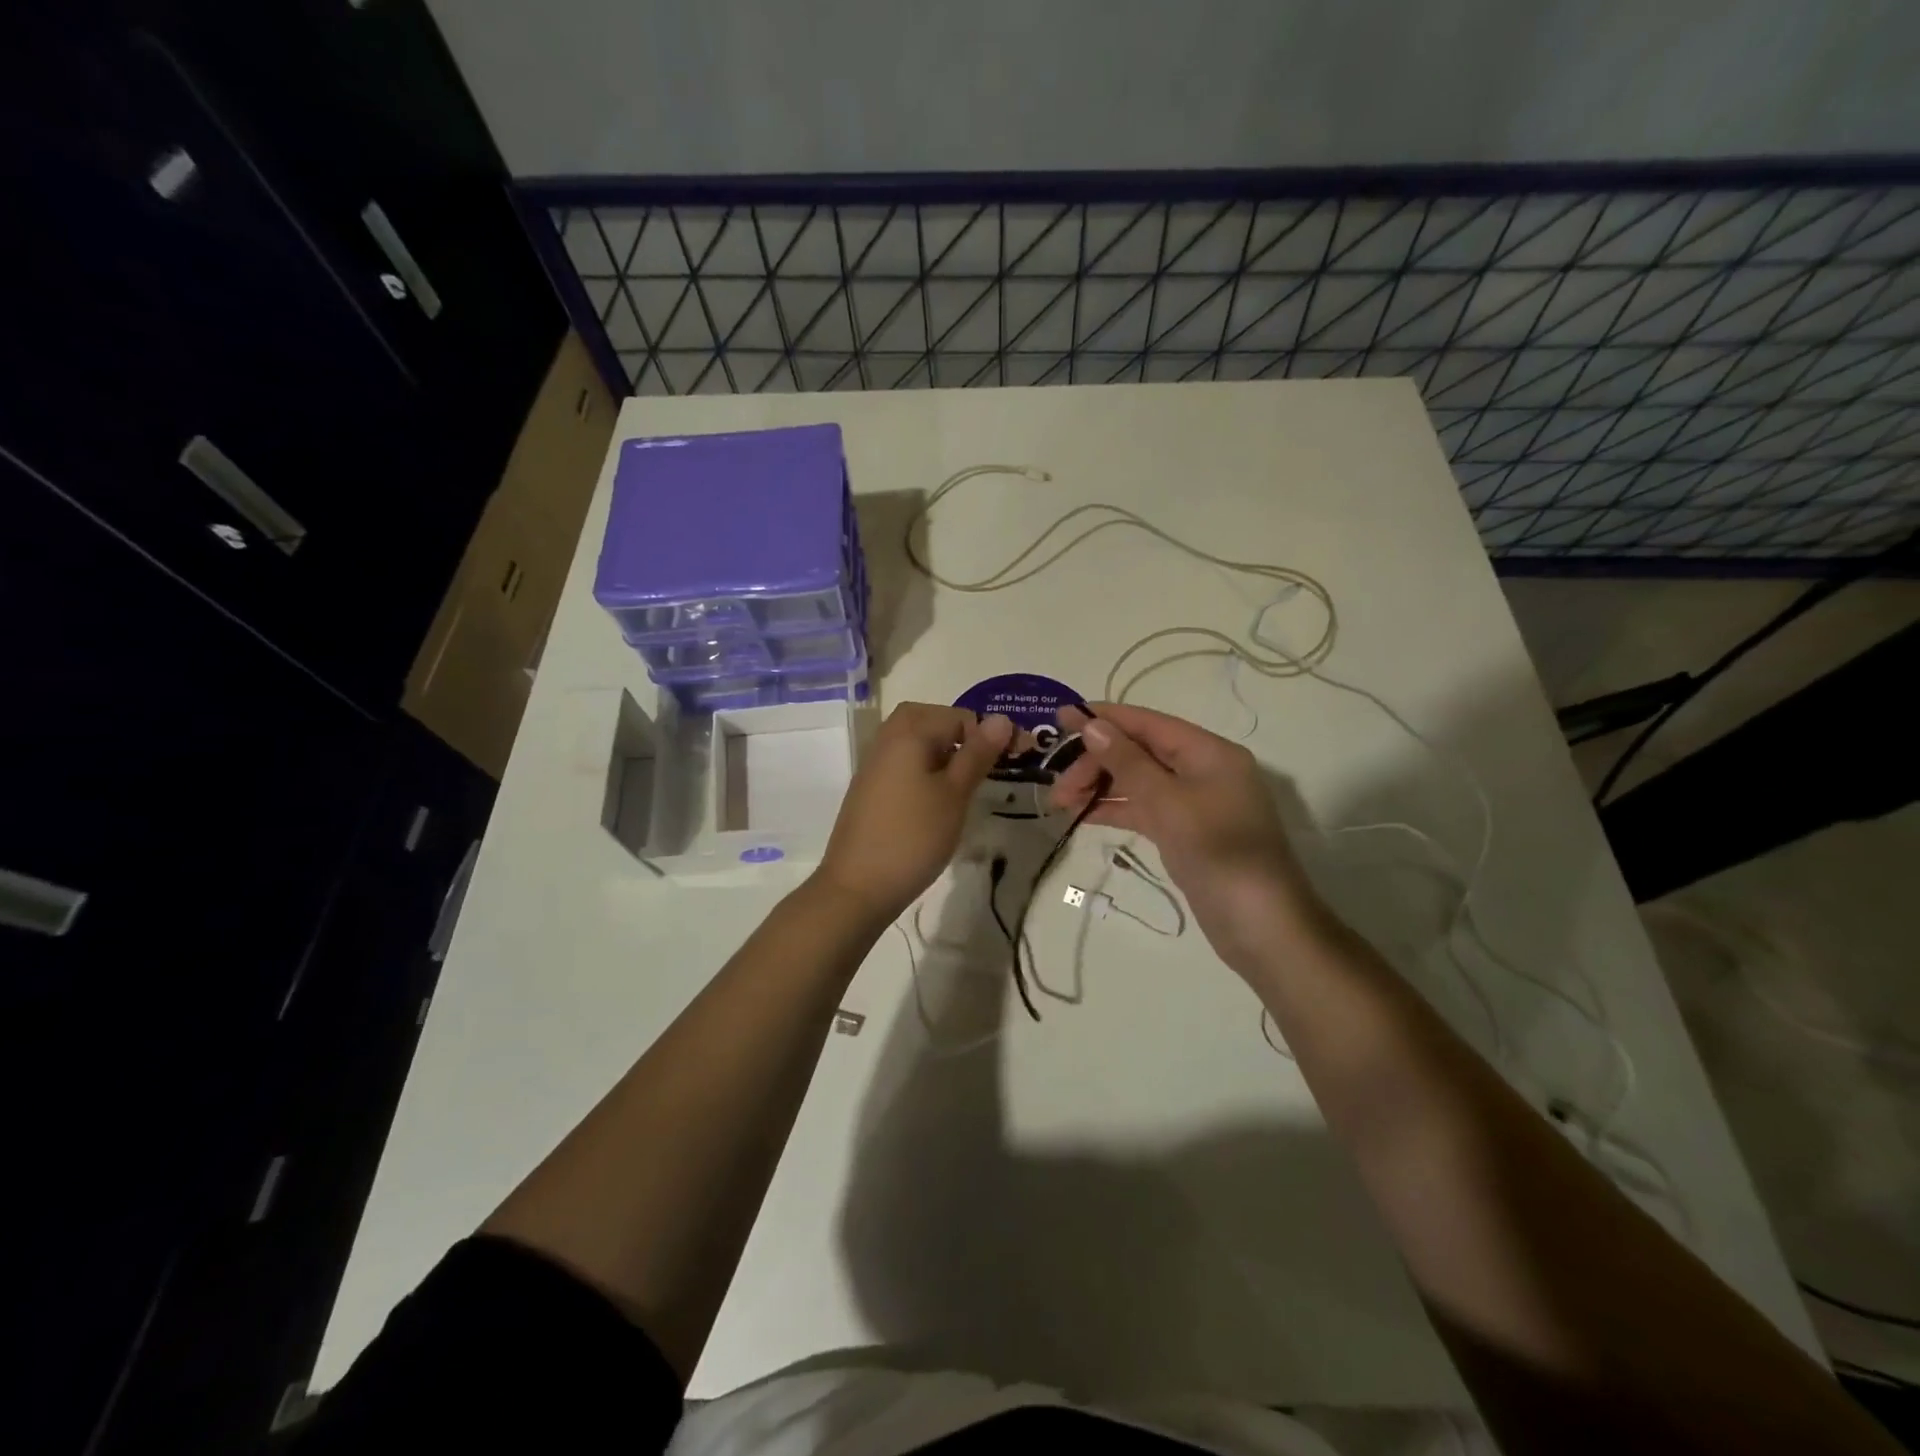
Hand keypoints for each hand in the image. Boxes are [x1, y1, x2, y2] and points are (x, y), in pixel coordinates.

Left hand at [814, 703, 1013, 922]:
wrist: (857, 887)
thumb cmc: (913, 837)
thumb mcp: (955, 794)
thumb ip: (977, 754)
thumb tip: (1002, 718)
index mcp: (909, 733)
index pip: (959, 716)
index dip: (991, 734)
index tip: (1016, 758)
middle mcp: (886, 740)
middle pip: (928, 719)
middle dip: (960, 734)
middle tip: (984, 763)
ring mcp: (873, 765)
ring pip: (913, 741)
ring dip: (941, 751)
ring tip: (964, 782)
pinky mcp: (869, 789)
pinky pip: (901, 762)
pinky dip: (923, 768)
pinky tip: (936, 799)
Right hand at [1051, 702, 1323, 974]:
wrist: (1262, 927)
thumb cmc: (1218, 854)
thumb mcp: (1169, 803)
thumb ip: (1128, 763)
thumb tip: (1091, 725)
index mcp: (1208, 752)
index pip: (1147, 723)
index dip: (1103, 719)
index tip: (1059, 719)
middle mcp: (1203, 770)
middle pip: (1140, 752)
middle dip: (1097, 762)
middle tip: (1057, 788)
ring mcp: (1195, 804)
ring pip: (1139, 782)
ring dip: (1101, 786)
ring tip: (1060, 802)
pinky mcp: (1186, 833)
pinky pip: (1145, 809)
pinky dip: (1116, 809)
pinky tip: (1083, 815)